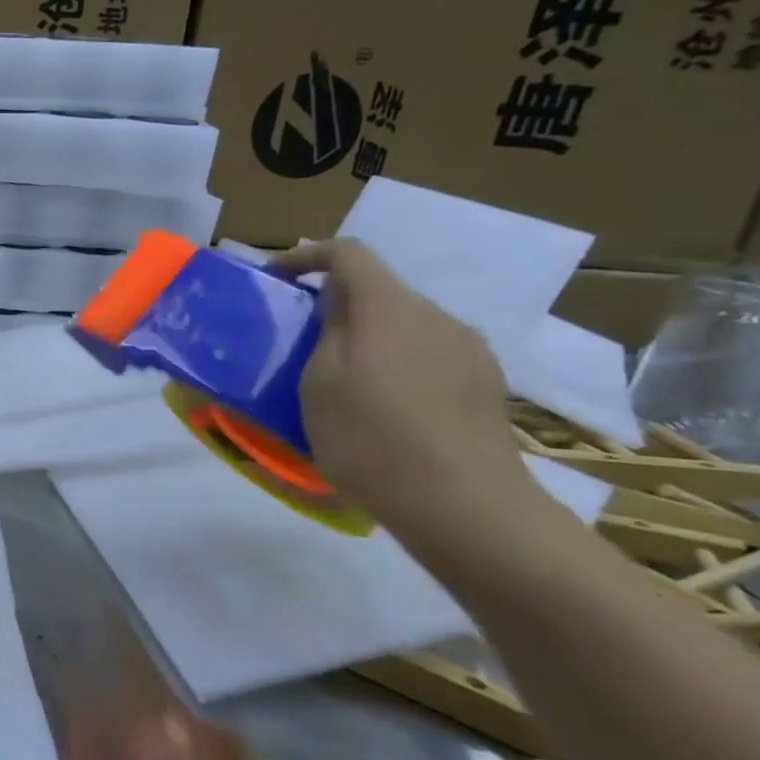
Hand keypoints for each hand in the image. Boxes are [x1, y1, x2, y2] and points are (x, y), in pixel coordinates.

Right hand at [273, 239, 531, 533]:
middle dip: (334, 306)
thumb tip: (334, 307)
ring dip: (366, 339)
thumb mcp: (318, 383)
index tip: (274, 279)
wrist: (464, 505)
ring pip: (404, 326)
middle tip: (297, 342)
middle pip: (379, 291)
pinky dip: (395, 365)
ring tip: (338, 382)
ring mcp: (470, 351)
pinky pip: (427, 356)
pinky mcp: (485, 385)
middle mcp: (437, 317)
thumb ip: (324, 333)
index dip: (306, 256)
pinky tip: (382, 409)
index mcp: (391, 308)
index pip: (348, 254)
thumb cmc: (371, 438)